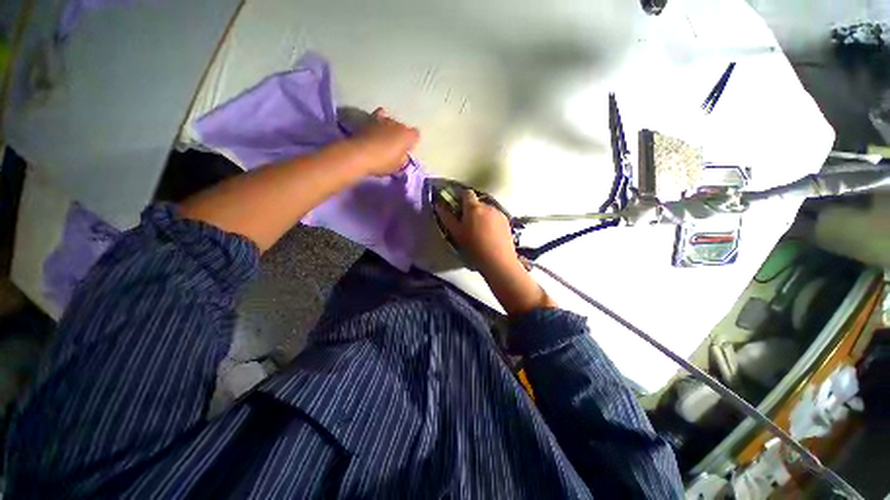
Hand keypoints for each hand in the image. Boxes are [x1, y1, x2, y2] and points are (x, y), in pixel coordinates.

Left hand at [352, 108, 419, 176]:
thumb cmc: (383, 162)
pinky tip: (376, 128)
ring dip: (389, 128)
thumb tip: (401, 154)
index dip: (411, 143)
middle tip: (394, 146)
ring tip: (384, 138)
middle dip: (400, 135)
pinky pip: (379, 116)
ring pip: (391, 121)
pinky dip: (379, 121)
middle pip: (403, 127)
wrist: (360, 154)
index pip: (415, 135)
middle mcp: (398, 124)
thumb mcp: (398, 166)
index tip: (406, 150)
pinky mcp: (370, 118)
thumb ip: (402, 158)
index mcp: (408, 135)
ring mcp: (384, 119)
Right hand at [435, 190, 518, 275]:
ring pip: (487, 210)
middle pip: (477, 202)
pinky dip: (491, 222)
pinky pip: (495, 217)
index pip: (466, 193)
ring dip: (482, 216)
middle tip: (467, 225)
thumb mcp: (456, 233)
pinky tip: (490, 236)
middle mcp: (488, 206)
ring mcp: (499, 213)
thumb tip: (439, 205)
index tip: (457, 208)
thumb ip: (447, 217)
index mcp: (473, 207)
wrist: (498, 260)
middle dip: (471, 210)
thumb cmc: (474, 247)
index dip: (461, 198)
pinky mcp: (507, 221)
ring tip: (479, 233)